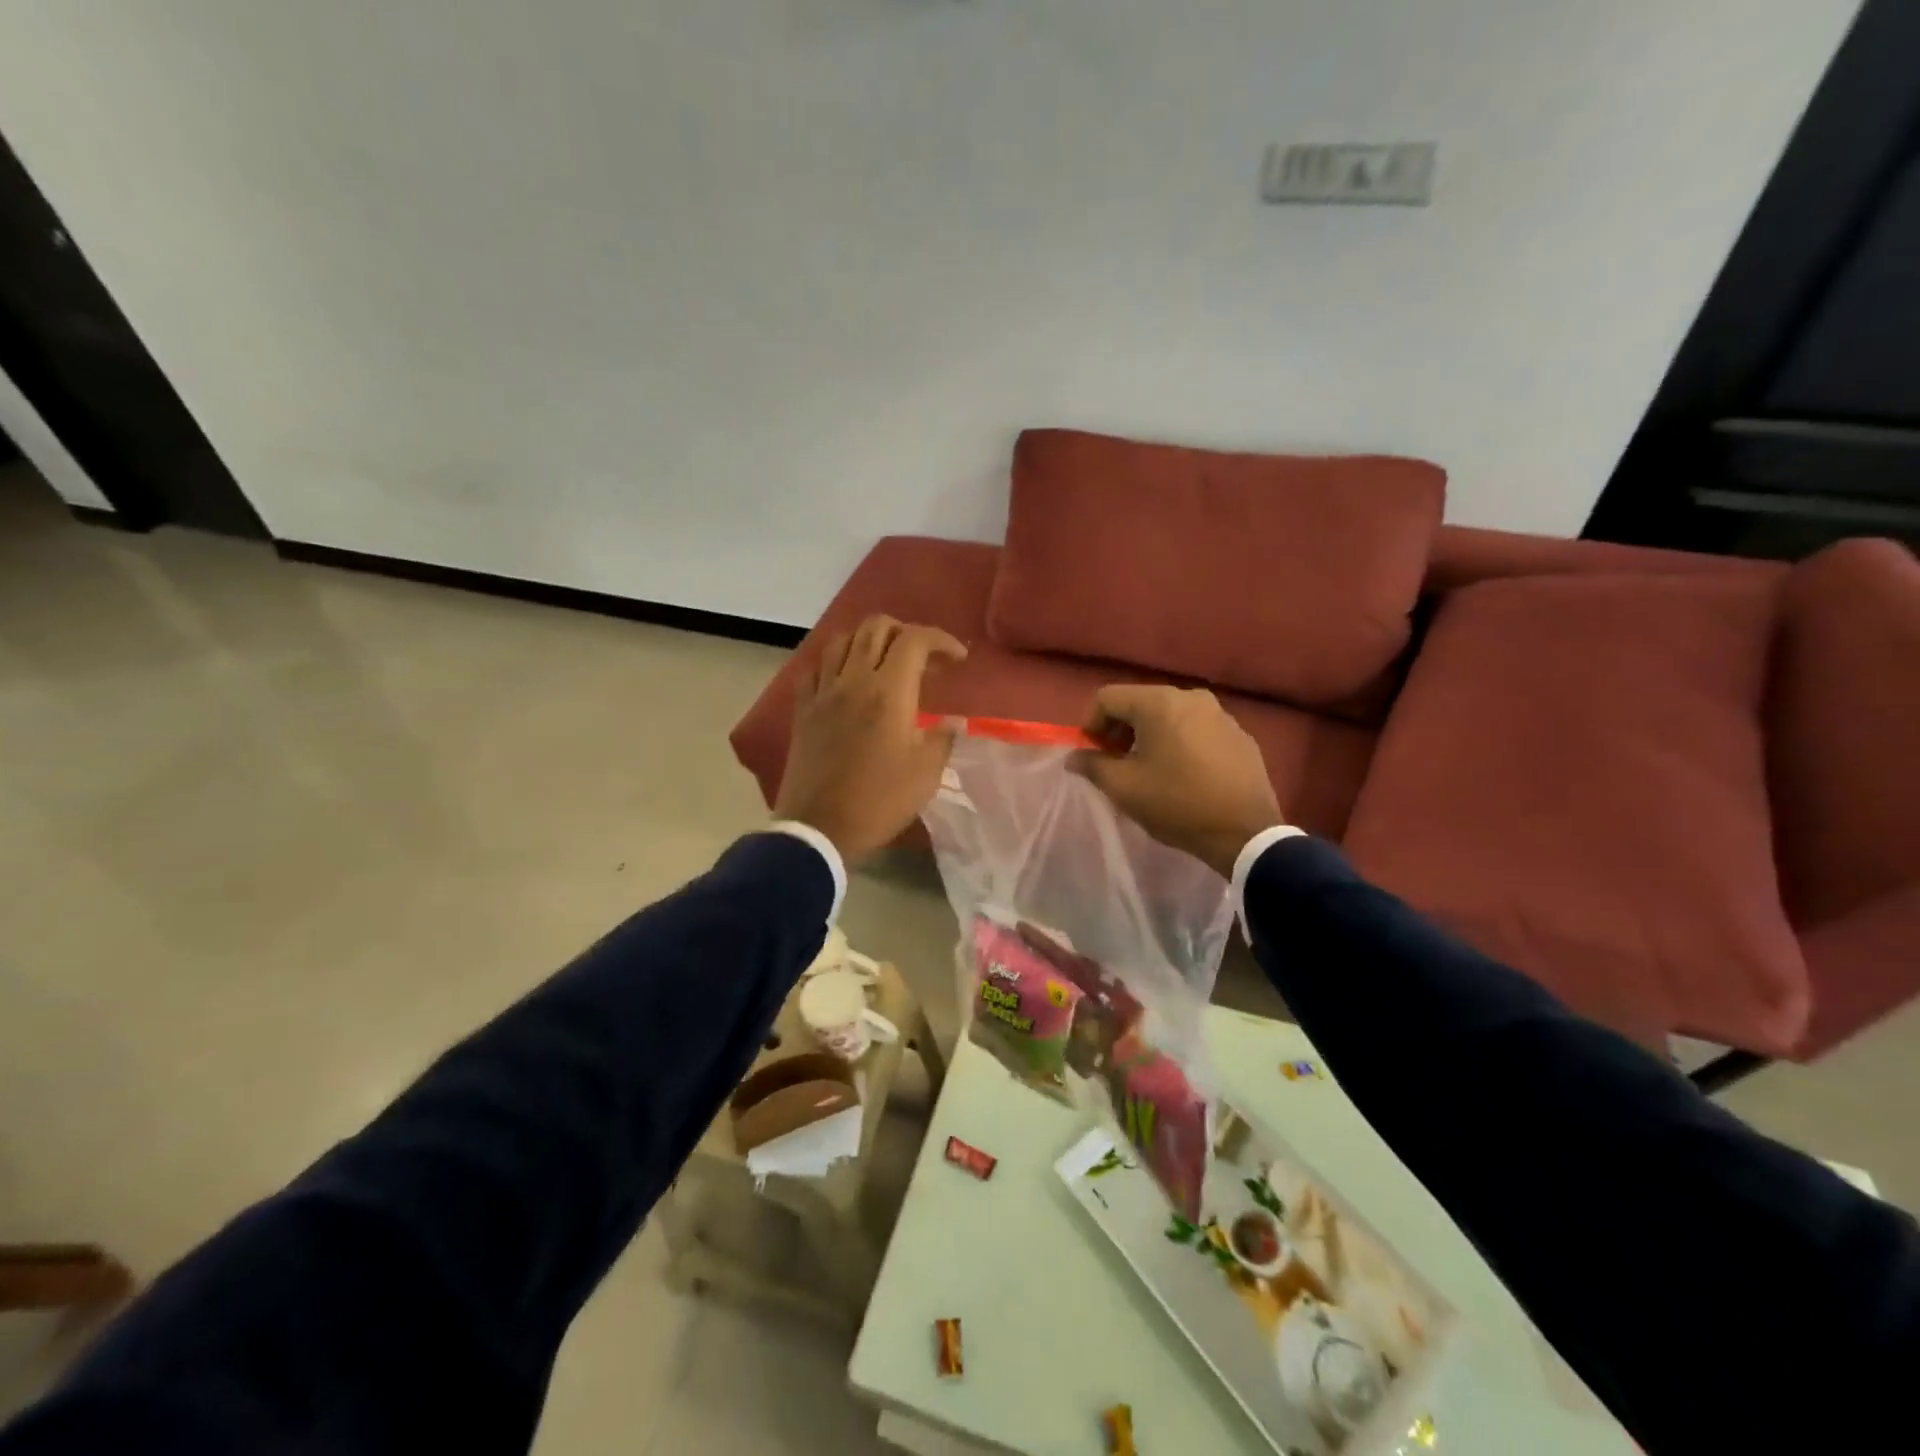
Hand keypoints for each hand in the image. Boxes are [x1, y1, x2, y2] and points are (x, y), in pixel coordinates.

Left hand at [774, 616, 967, 862]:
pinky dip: (836, 661)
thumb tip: (951, 723)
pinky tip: (847, 679)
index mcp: (888, 691)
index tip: (958, 659)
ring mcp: (823, 691)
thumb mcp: (926, 775)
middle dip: (905, 632)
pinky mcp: (803, 708)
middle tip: (923, 658)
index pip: (915, 640)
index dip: (941, 640)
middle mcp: (853, 679)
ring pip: (843, 639)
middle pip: (876, 627)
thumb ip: (942, 739)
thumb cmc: (879, 801)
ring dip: (869, 640)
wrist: (818, 828)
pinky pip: (817, 667)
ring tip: (885, 662)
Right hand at [1068, 685, 1286, 877]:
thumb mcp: (1124, 788)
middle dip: (1120, 730)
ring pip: (1170, 716)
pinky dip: (1180, 743)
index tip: (1092, 755)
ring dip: (1150, 737)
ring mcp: (1220, 714)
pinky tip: (1184, 775)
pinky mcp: (1239, 734)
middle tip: (1116, 764)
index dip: (1090, 724)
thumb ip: (1093, 765)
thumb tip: (1075, 756)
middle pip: (1140, 703)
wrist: (1245, 833)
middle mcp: (1191, 697)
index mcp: (1159, 703)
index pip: (1108, 698)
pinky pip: (1197, 729)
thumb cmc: (1177, 804)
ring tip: (1150, 771)